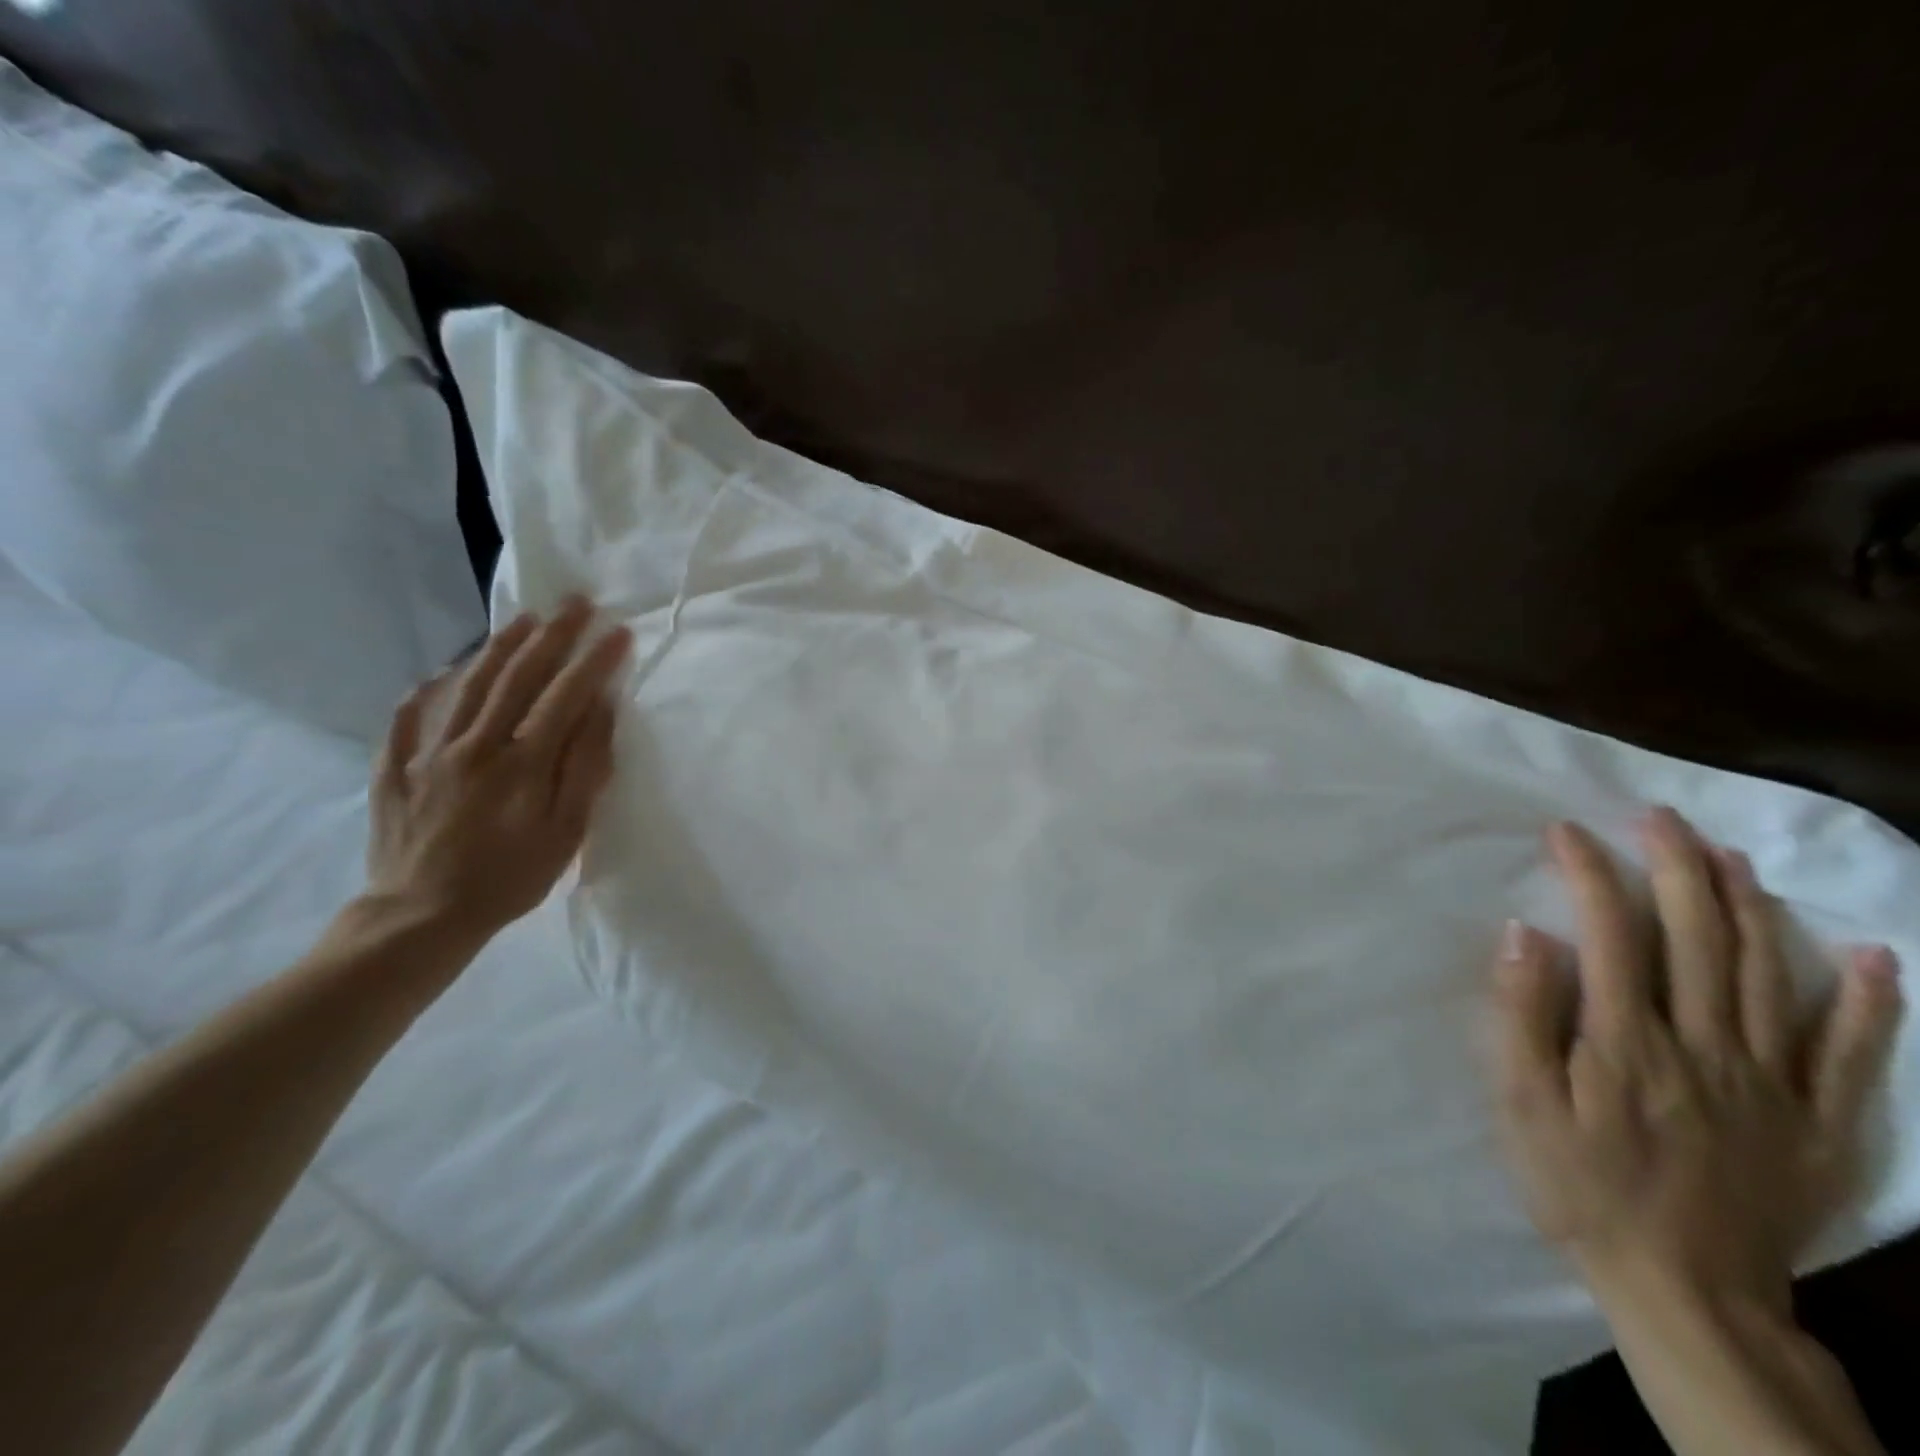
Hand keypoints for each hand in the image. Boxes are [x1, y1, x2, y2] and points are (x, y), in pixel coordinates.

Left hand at [365, 599, 631, 940]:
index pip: (565, 694)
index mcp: (522, 761)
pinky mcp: (396, 767)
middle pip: (517, 676)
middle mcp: (475, 743)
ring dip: (499, 647)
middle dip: (550, 635)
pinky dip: (430, 688)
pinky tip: (442, 673)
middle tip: (573, 602)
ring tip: (522, 620)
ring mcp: (429, 752)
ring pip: (467, 684)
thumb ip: (584, 767)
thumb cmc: (510, 878)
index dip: (594, 660)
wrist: (420, 916)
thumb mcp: (566, 832)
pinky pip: (410, 715)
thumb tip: (599, 711)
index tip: (618, 630)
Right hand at [1492, 809, 1901, 1312]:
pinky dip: (1866, 1002)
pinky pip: (1852, 1055)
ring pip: (1770, 977)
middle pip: (1699, 940)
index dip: (1591, 875)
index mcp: (1628, 1041)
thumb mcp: (1523, 1103)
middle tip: (1659, 819)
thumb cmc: (1581, 1186)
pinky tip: (1869, 955)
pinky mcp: (1818, 1124)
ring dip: (1752, 908)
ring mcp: (1772, 1084)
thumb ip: (1522, 1016)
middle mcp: (1706, 1047)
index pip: (1613, 934)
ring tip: (1730, 856)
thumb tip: (1526, 936)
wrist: (1688, 1291)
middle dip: (1676, 869)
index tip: (1568, 832)